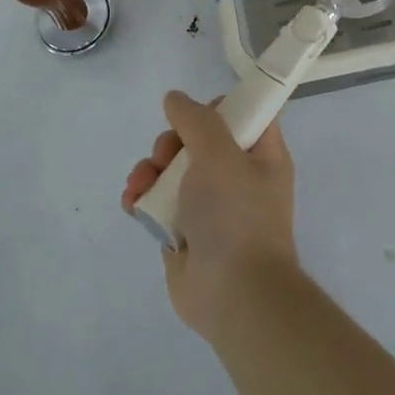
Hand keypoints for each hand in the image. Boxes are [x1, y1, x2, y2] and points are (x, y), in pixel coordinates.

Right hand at [121, 91, 301, 341]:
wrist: (233, 294)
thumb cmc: (236, 216)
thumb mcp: (220, 154)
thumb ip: (196, 120)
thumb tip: (175, 99)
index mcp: (261, 156)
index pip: (245, 115)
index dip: (218, 107)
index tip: (194, 115)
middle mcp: (237, 177)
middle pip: (198, 140)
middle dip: (171, 143)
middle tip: (165, 156)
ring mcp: (209, 205)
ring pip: (172, 170)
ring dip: (149, 171)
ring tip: (141, 186)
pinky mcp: (183, 231)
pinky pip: (158, 202)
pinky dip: (142, 199)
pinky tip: (132, 204)